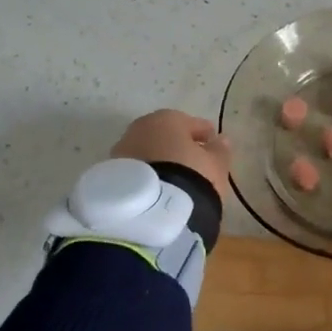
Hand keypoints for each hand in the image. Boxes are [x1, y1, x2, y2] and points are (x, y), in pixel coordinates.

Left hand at [111, 110, 232, 196]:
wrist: (151, 211)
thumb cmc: (191, 178)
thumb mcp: (215, 165)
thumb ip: (219, 150)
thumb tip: (221, 140)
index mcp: (168, 119)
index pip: (191, 123)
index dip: (204, 134)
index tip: (212, 144)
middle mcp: (140, 128)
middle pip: (163, 135)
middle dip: (175, 146)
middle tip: (190, 161)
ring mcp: (121, 151)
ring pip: (146, 152)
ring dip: (158, 161)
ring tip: (172, 180)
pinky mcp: (110, 175)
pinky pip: (135, 171)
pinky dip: (145, 176)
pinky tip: (155, 190)